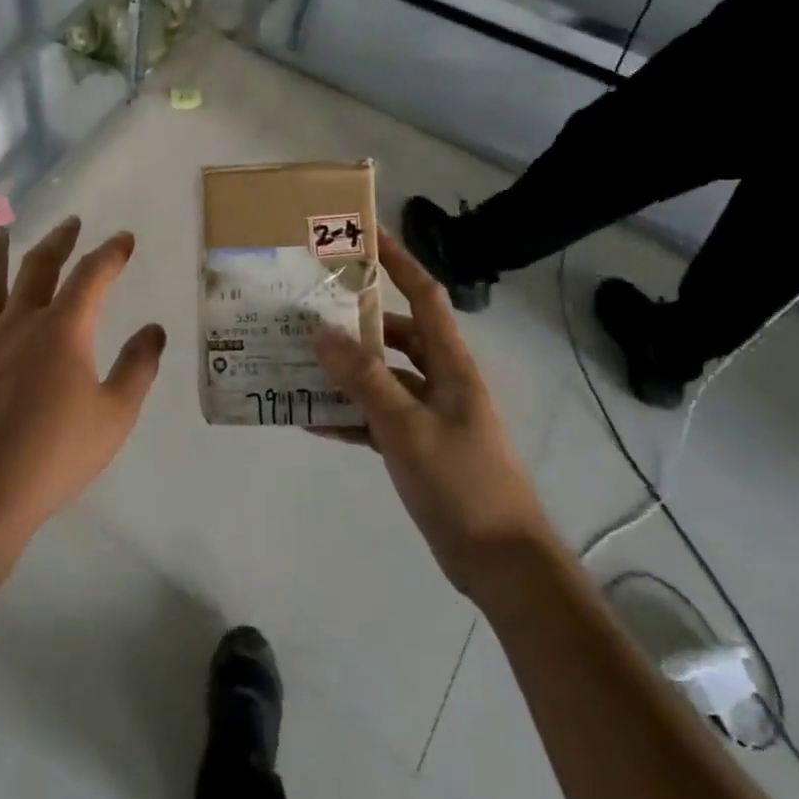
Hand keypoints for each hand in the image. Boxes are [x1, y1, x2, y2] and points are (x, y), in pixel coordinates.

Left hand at [0, 217, 165, 549]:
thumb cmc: (55, 455)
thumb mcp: (114, 415)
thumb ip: (138, 367)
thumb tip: (153, 329)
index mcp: (63, 330)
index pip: (91, 277)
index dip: (110, 254)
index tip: (123, 239)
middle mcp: (19, 323)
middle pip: (38, 267)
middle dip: (58, 241)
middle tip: (70, 223)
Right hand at [311, 232, 548, 599]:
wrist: (500, 561)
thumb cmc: (462, 482)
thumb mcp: (407, 427)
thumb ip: (364, 379)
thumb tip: (321, 332)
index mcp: (450, 364)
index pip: (424, 296)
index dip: (399, 262)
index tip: (365, 236)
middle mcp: (440, 380)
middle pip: (395, 335)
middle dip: (354, 321)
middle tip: (308, 309)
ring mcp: (428, 414)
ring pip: (380, 377)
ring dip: (344, 371)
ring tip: (297, 360)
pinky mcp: (417, 446)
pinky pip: (375, 417)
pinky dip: (347, 415)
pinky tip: (310, 418)